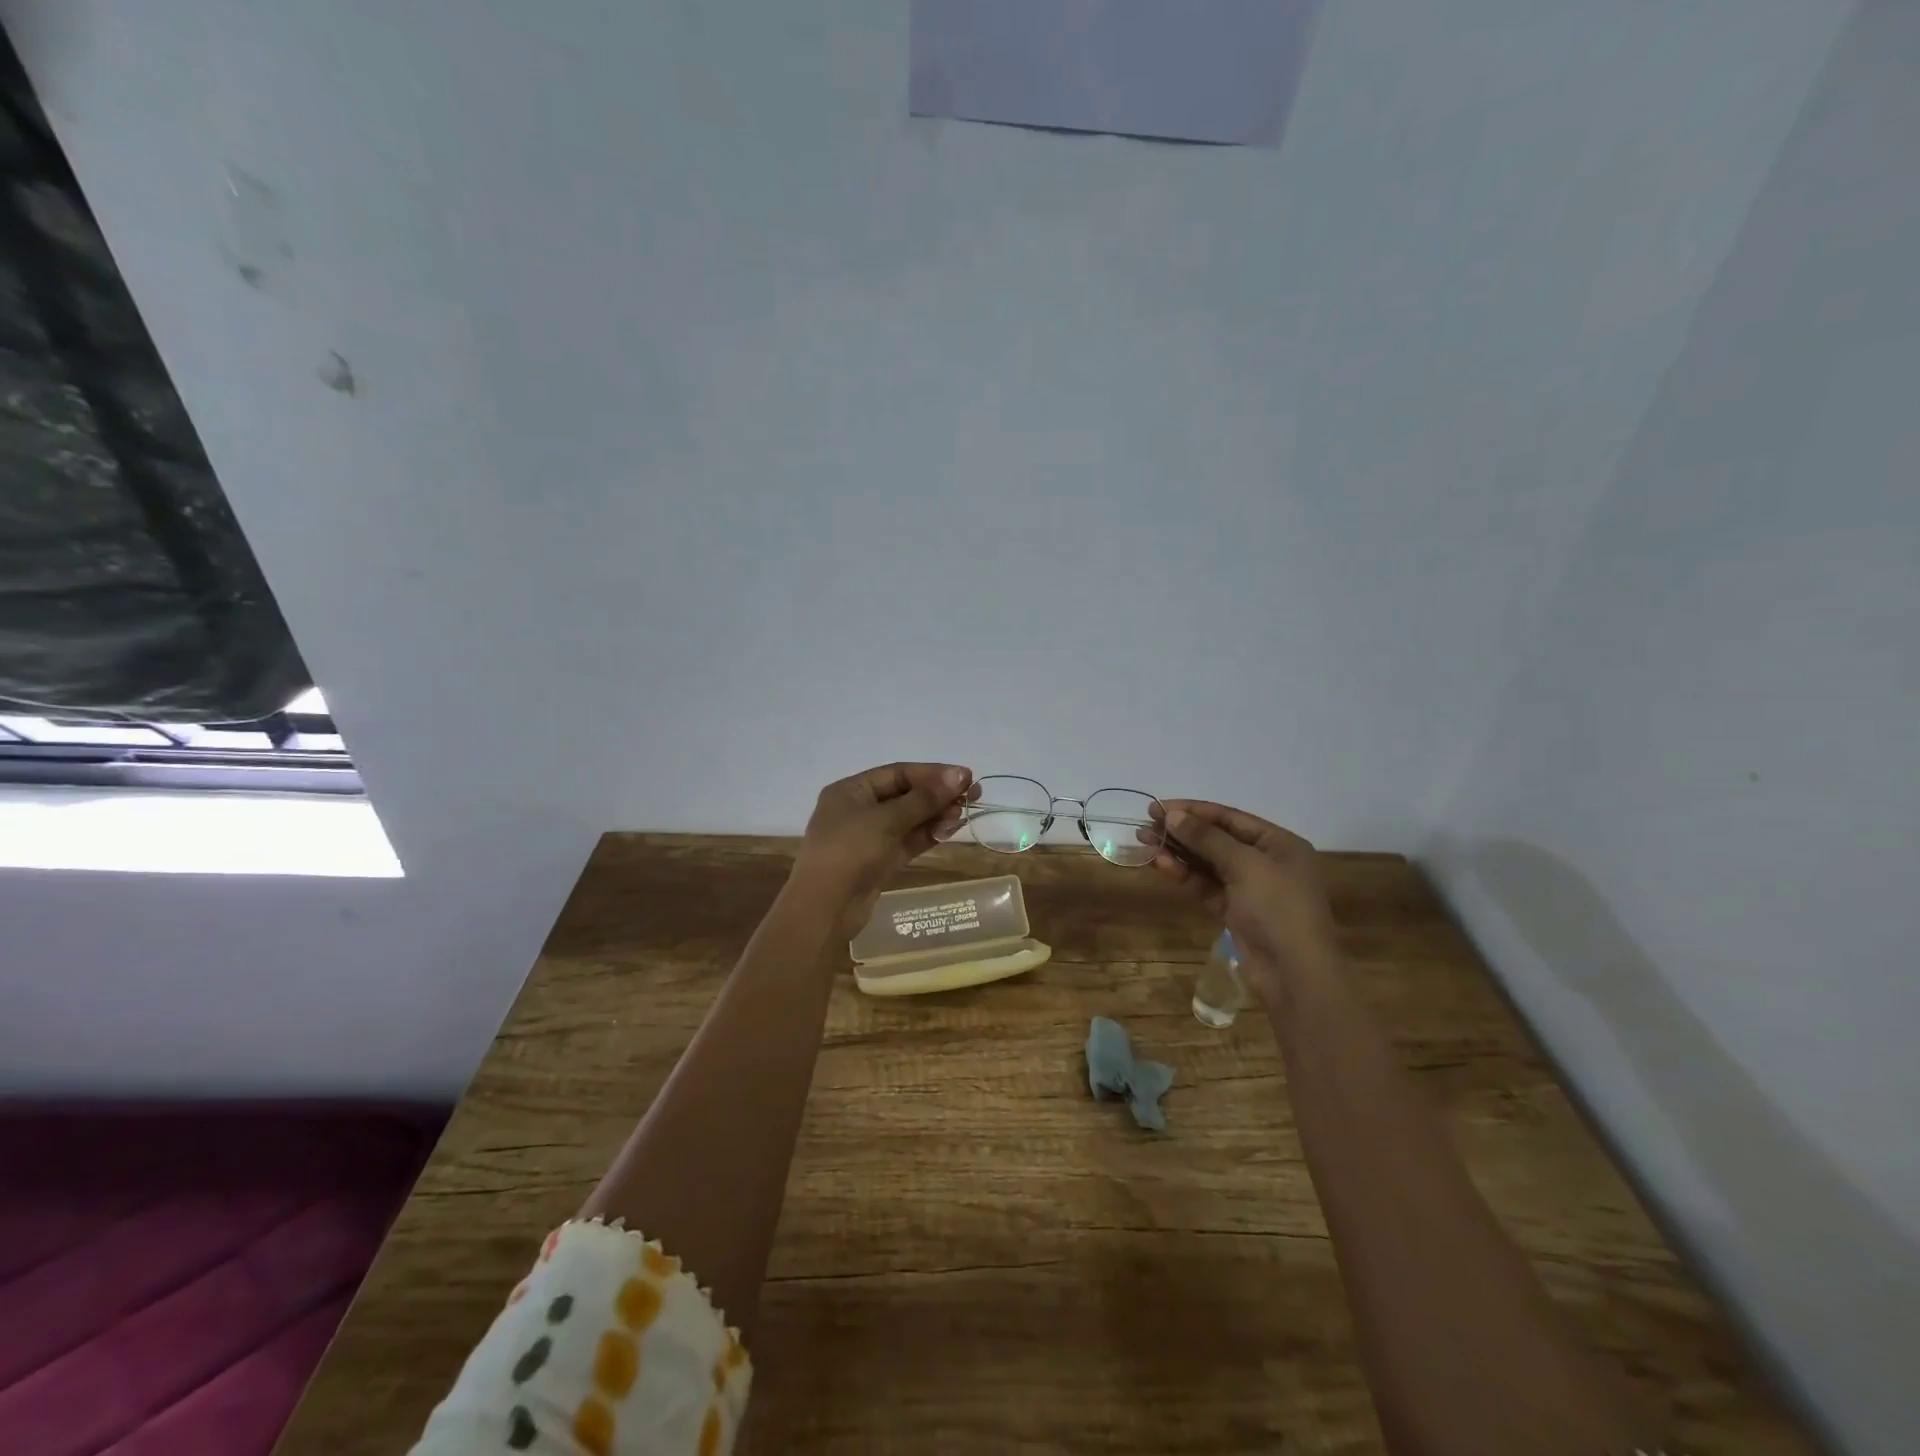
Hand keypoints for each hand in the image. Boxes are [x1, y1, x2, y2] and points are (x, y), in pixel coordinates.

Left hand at [790, 762, 972, 938]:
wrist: (825, 908)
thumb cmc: (850, 851)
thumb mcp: (887, 819)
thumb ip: (924, 798)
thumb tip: (959, 775)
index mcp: (851, 790)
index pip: (898, 773)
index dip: (932, 773)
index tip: (965, 776)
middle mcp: (858, 810)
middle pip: (905, 795)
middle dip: (938, 794)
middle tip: (974, 794)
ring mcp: (868, 838)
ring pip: (909, 820)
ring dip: (936, 815)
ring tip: (964, 813)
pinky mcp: (879, 862)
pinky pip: (907, 841)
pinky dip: (928, 834)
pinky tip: (950, 829)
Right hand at [1148, 799, 1340, 1002]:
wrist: (1293, 974)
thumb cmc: (1277, 908)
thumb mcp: (1244, 865)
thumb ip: (1206, 838)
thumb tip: (1173, 815)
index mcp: (1279, 843)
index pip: (1229, 817)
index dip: (1193, 811)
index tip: (1157, 807)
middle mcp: (1266, 862)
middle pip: (1216, 839)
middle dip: (1181, 832)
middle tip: (1145, 826)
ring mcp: (1250, 888)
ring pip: (1207, 863)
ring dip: (1178, 853)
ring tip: (1145, 844)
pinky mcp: (1234, 912)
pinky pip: (1206, 886)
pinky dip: (1185, 875)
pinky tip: (1162, 866)